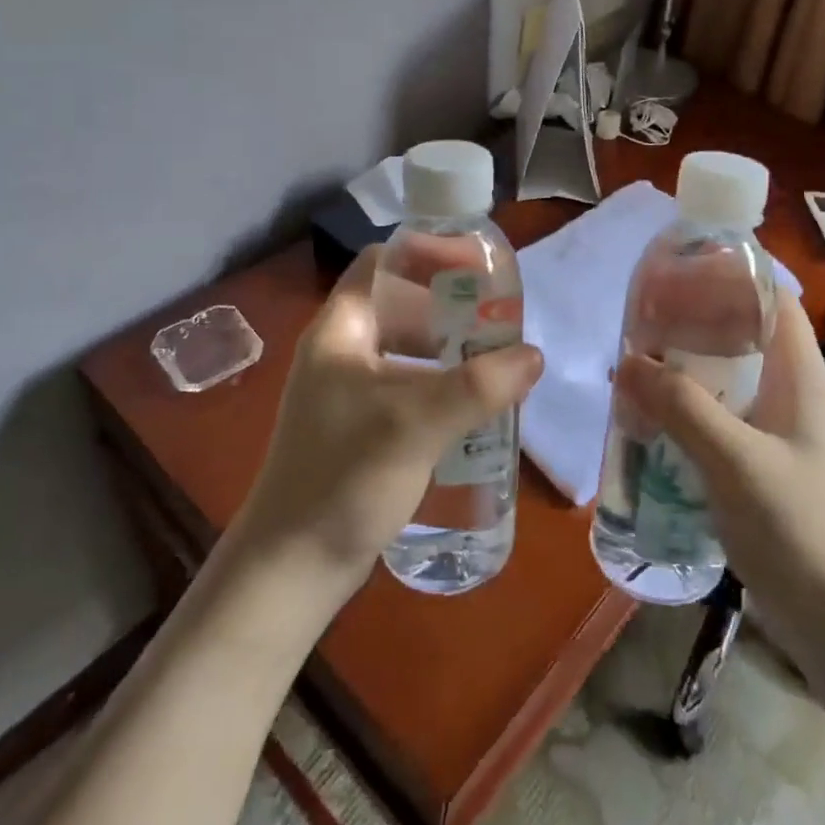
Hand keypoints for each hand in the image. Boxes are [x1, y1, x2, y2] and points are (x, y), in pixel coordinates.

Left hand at [233, 247, 543, 594]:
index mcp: (341, 329)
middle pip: (401, 304)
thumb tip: (533, 355)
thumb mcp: (414, 423)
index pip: (383, 262)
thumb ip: (478, 386)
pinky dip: (441, 384)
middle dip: (450, 305)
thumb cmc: (343, 477)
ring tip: (496, 356)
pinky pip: (408, 386)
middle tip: (499, 314)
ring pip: (407, 348)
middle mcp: (342, 350)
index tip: (477, 267)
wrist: (291, 570)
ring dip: (450, 347)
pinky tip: (474, 404)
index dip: (428, 254)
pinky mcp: (361, 427)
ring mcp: (349, 391)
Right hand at [614, 292, 824, 654]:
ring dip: (684, 370)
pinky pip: (719, 420)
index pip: (774, 300)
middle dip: (694, 322)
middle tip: (639, 319)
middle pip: (743, 336)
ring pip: (726, 380)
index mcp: (802, 376)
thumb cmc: (802, 529)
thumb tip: (627, 360)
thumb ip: (682, 406)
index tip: (679, 268)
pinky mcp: (760, 466)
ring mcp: (777, 432)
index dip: (733, 275)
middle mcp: (791, 394)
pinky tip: (649, 420)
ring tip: (633, 363)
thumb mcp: (736, 461)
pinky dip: (686, 411)